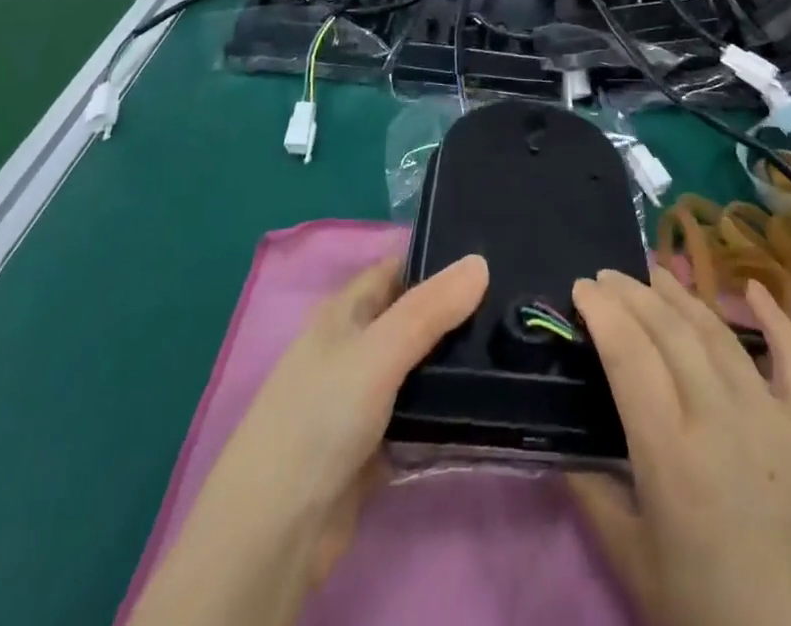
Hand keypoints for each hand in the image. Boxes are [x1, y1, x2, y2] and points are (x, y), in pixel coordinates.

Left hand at [129, 252, 488, 625]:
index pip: (398, 270)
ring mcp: (363, 398)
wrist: (275, 532)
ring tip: (512, 344)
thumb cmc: (320, 417)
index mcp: (344, 312)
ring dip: (453, 362)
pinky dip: (445, 410)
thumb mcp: (378, 351)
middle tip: (515, 304)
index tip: (492, 257)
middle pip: (412, 318)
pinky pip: (419, 415)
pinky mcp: (375, 446)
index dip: (439, 261)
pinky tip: (486, 401)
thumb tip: (480, 261)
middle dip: (455, 312)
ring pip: (418, 368)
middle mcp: (353, 347)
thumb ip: (430, 309)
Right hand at [568, 266, 790, 625]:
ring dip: (683, 295)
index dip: (602, 312)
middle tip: (608, 276)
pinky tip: (754, 287)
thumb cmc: (712, 620)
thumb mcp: (635, 565)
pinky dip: (775, 317)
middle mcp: (720, 419)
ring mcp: (773, 417)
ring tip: (655, 273)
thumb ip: (593, 497)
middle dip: (632, 293)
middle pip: (669, 331)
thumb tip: (561, 448)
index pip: (628, 356)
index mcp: (671, 455)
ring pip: (719, 333)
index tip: (582, 287)